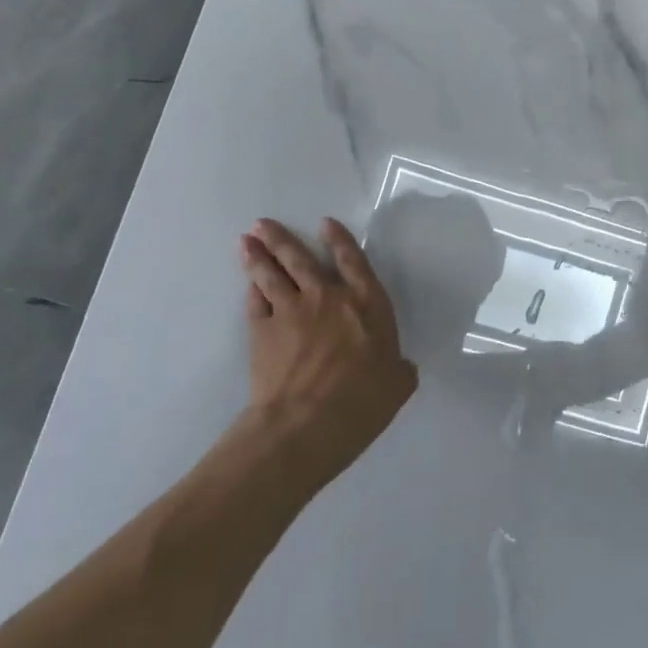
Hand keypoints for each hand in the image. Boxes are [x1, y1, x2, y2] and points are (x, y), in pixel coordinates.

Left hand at [239, 218, 417, 486]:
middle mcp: (327, 298)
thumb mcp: (398, 385)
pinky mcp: (262, 331)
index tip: (325, 224)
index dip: (339, 241)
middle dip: (282, 239)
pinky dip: (252, 290)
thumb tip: (400, 366)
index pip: (353, 262)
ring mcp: (290, 311)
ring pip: (271, 275)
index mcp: (366, 305)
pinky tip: (248, 283)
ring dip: (259, 256)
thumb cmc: (362, 402)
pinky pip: (255, 302)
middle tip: (263, 224)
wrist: (306, 423)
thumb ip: (400, 368)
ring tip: (247, 240)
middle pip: (301, 260)